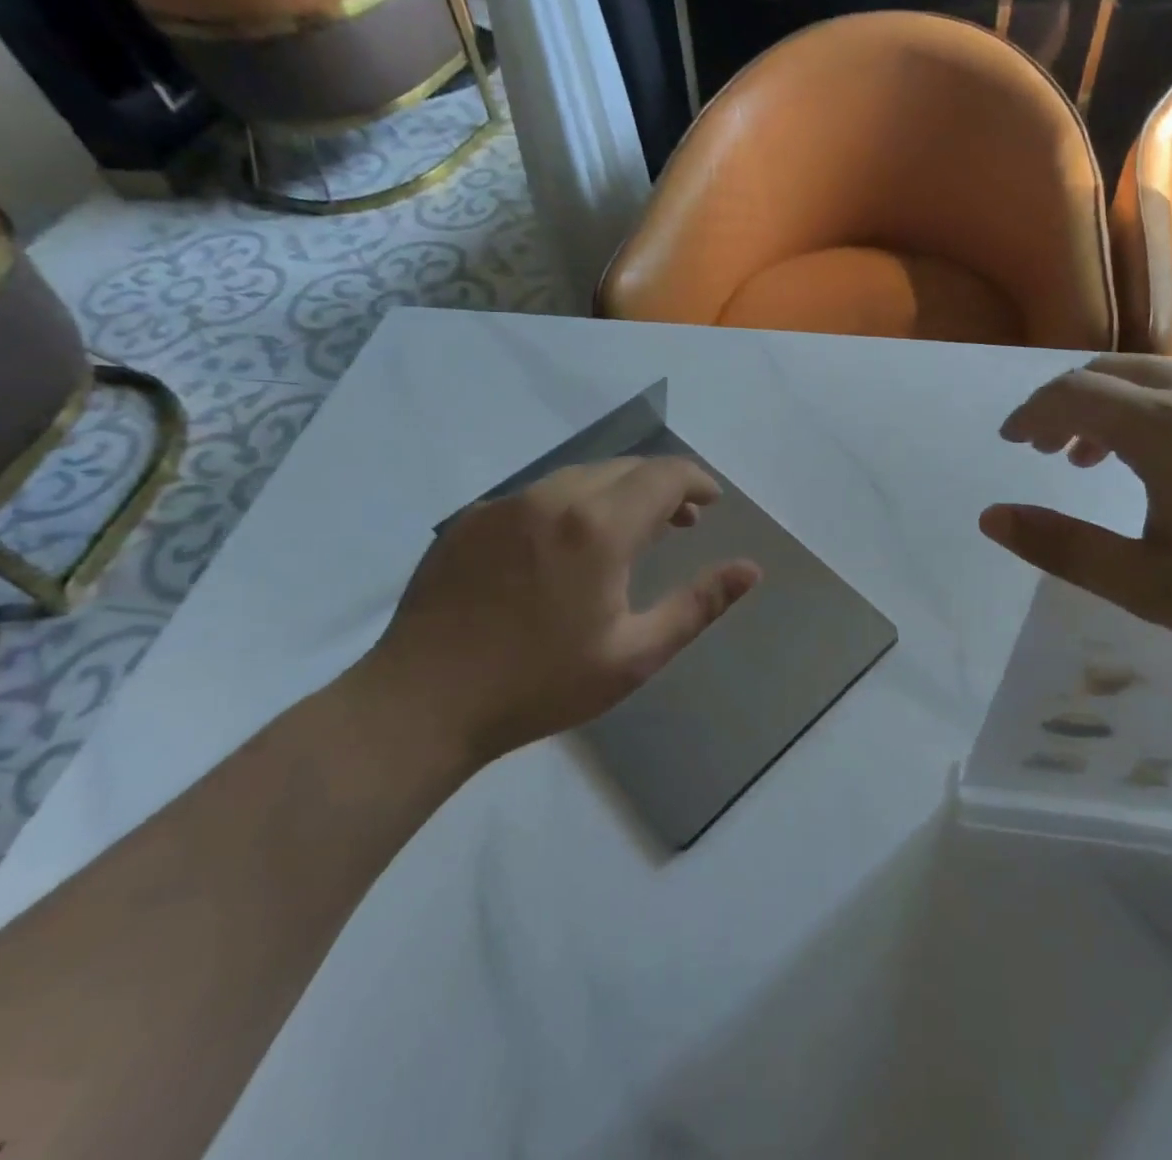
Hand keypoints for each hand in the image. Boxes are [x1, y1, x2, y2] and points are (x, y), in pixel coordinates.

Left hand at [353, 457, 760, 762]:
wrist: (421, 703)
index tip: (712, 504)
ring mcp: (506, 503)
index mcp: (598, 527)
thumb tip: (750, 569)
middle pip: (625, 468)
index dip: (696, 482)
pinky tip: (564, 549)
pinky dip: (570, 505)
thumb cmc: (540, 684)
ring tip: (628, 532)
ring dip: (617, 492)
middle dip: (662, 487)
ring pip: (580, 476)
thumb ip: (698, 605)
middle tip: (681, 523)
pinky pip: (537, 495)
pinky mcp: (471, 518)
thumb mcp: (634, 655)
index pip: (664, 474)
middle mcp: (553, 497)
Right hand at [981, 356, 1171, 682]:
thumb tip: (990, 517)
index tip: (1012, 442)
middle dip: (1071, 403)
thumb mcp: (1145, 585)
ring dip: (1124, 408)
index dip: (1032, 413)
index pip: (1073, 394)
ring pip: (1169, 378)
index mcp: (1168, 429)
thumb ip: (1061, 547)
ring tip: (1112, 460)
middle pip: (1116, 371)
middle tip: (1052, 449)